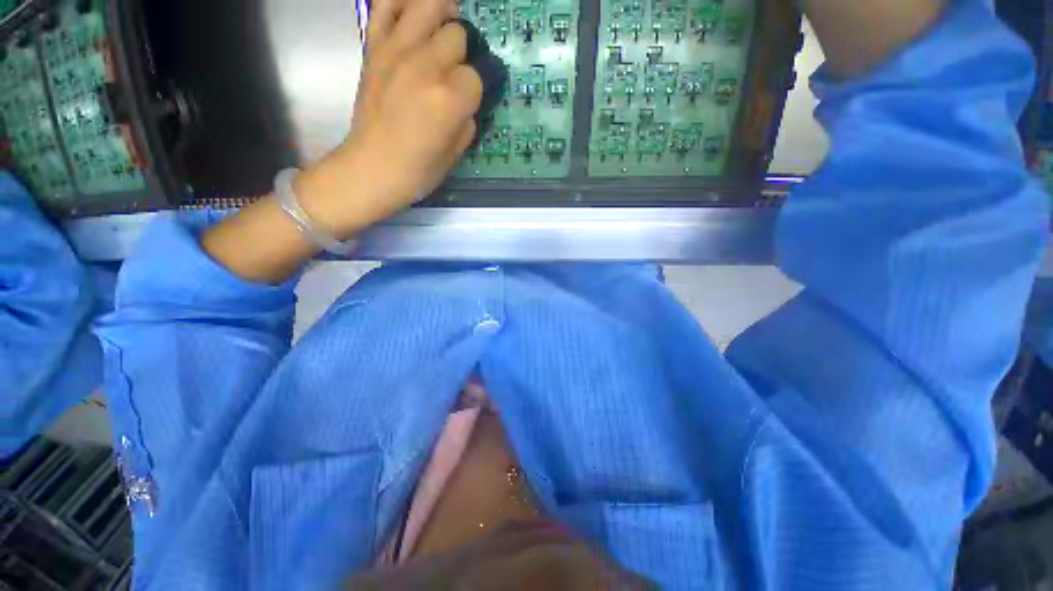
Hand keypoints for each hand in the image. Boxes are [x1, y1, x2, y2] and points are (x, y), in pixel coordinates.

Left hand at [294, 0, 482, 237]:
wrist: (372, 167)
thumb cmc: (419, 170)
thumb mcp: (457, 153)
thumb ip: (467, 119)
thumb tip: (466, 100)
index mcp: (450, 99)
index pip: (476, 75)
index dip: (474, 89)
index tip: (467, 102)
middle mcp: (426, 66)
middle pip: (456, 34)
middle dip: (460, 53)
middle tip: (453, 70)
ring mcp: (396, 51)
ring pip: (428, 4)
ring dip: (441, 13)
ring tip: (443, 26)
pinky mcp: (374, 48)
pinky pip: (385, 4)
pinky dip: (401, 3)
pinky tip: (412, 15)